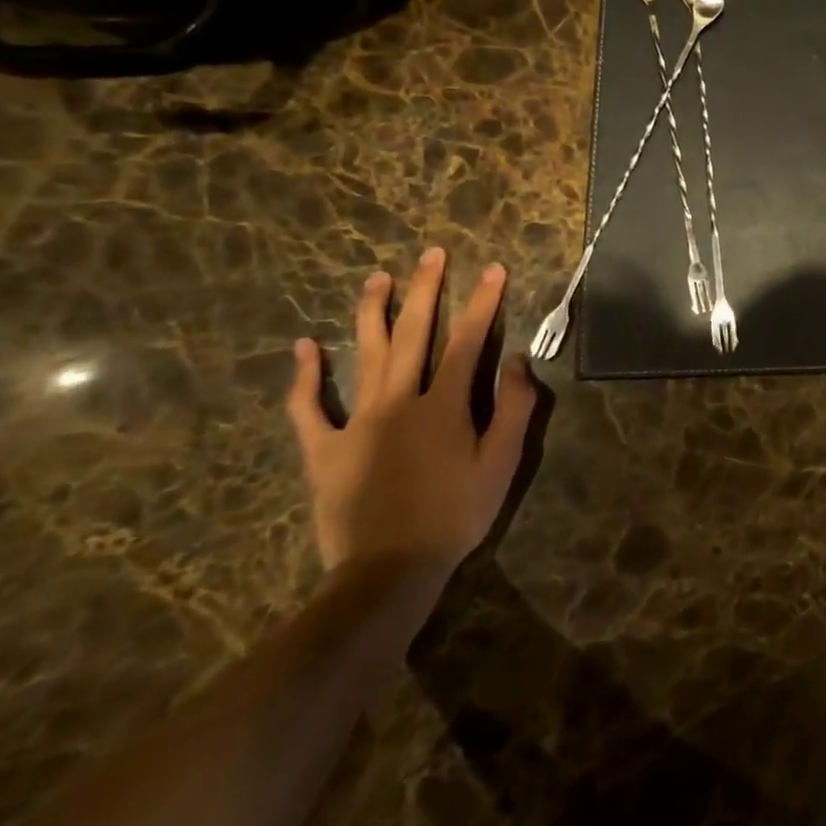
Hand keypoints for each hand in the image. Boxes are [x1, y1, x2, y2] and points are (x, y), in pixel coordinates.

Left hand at [289, 248, 536, 586]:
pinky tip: (304, 346)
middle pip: (414, 334)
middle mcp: (400, 401)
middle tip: (431, 254)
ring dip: (372, 313)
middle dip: (425, 290)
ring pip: (365, 356)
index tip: (492, 269)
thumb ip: (515, 408)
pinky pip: (309, 408)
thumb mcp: (502, 464)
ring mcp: (357, 423)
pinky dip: (306, 376)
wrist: (388, 572)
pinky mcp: (324, 450)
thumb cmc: (455, 516)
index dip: (482, 302)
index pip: (469, 341)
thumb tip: (520, 360)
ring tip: (378, 277)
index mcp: (445, 405)